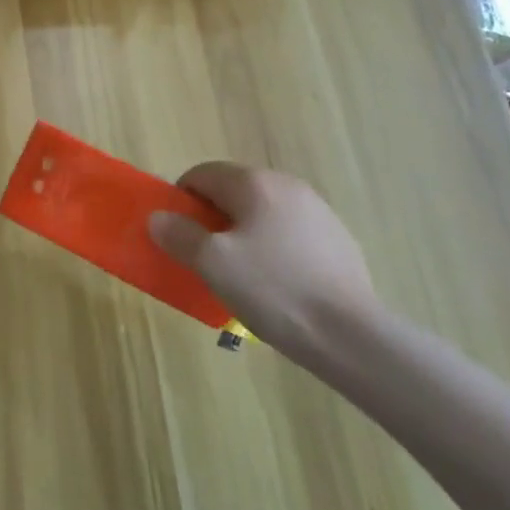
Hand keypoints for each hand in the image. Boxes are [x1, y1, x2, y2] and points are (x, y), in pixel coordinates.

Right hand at [148, 162, 382, 363]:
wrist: (350, 335)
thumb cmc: (272, 289)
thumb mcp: (211, 263)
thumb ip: (179, 235)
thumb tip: (159, 218)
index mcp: (255, 184)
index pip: (202, 174)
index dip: (181, 199)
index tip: (177, 234)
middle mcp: (288, 186)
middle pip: (233, 191)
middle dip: (211, 218)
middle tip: (203, 256)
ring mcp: (318, 213)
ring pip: (262, 213)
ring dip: (242, 234)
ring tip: (239, 274)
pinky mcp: (338, 241)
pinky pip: (288, 234)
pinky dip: (271, 249)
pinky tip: (275, 285)